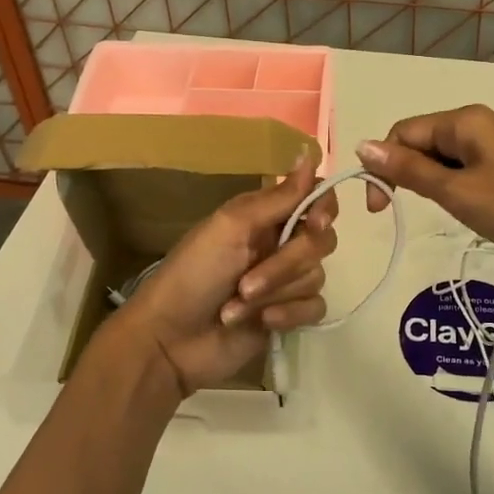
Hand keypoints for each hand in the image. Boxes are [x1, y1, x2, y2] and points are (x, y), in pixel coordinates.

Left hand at [114, 154, 338, 395]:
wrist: (170, 341)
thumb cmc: (193, 274)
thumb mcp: (231, 227)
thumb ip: (278, 197)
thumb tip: (310, 153)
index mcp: (265, 216)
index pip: (315, 198)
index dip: (324, 208)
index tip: (314, 224)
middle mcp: (280, 243)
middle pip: (321, 241)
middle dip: (286, 264)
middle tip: (247, 282)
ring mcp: (285, 281)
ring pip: (315, 276)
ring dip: (275, 293)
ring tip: (238, 305)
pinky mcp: (289, 315)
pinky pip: (315, 307)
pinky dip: (289, 314)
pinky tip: (263, 323)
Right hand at [356, 105, 493, 281]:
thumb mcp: (458, 191)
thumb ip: (409, 169)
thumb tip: (362, 145)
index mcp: (465, 120)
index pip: (403, 132)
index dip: (383, 166)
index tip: (380, 210)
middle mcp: (482, 124)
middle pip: (425, 142)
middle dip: (409, 175)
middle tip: (412, 212)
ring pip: (448, 160)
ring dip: (436, 184)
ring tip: (452, 213)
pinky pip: (472, 171)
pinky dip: (460, 189)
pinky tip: (473, 212)